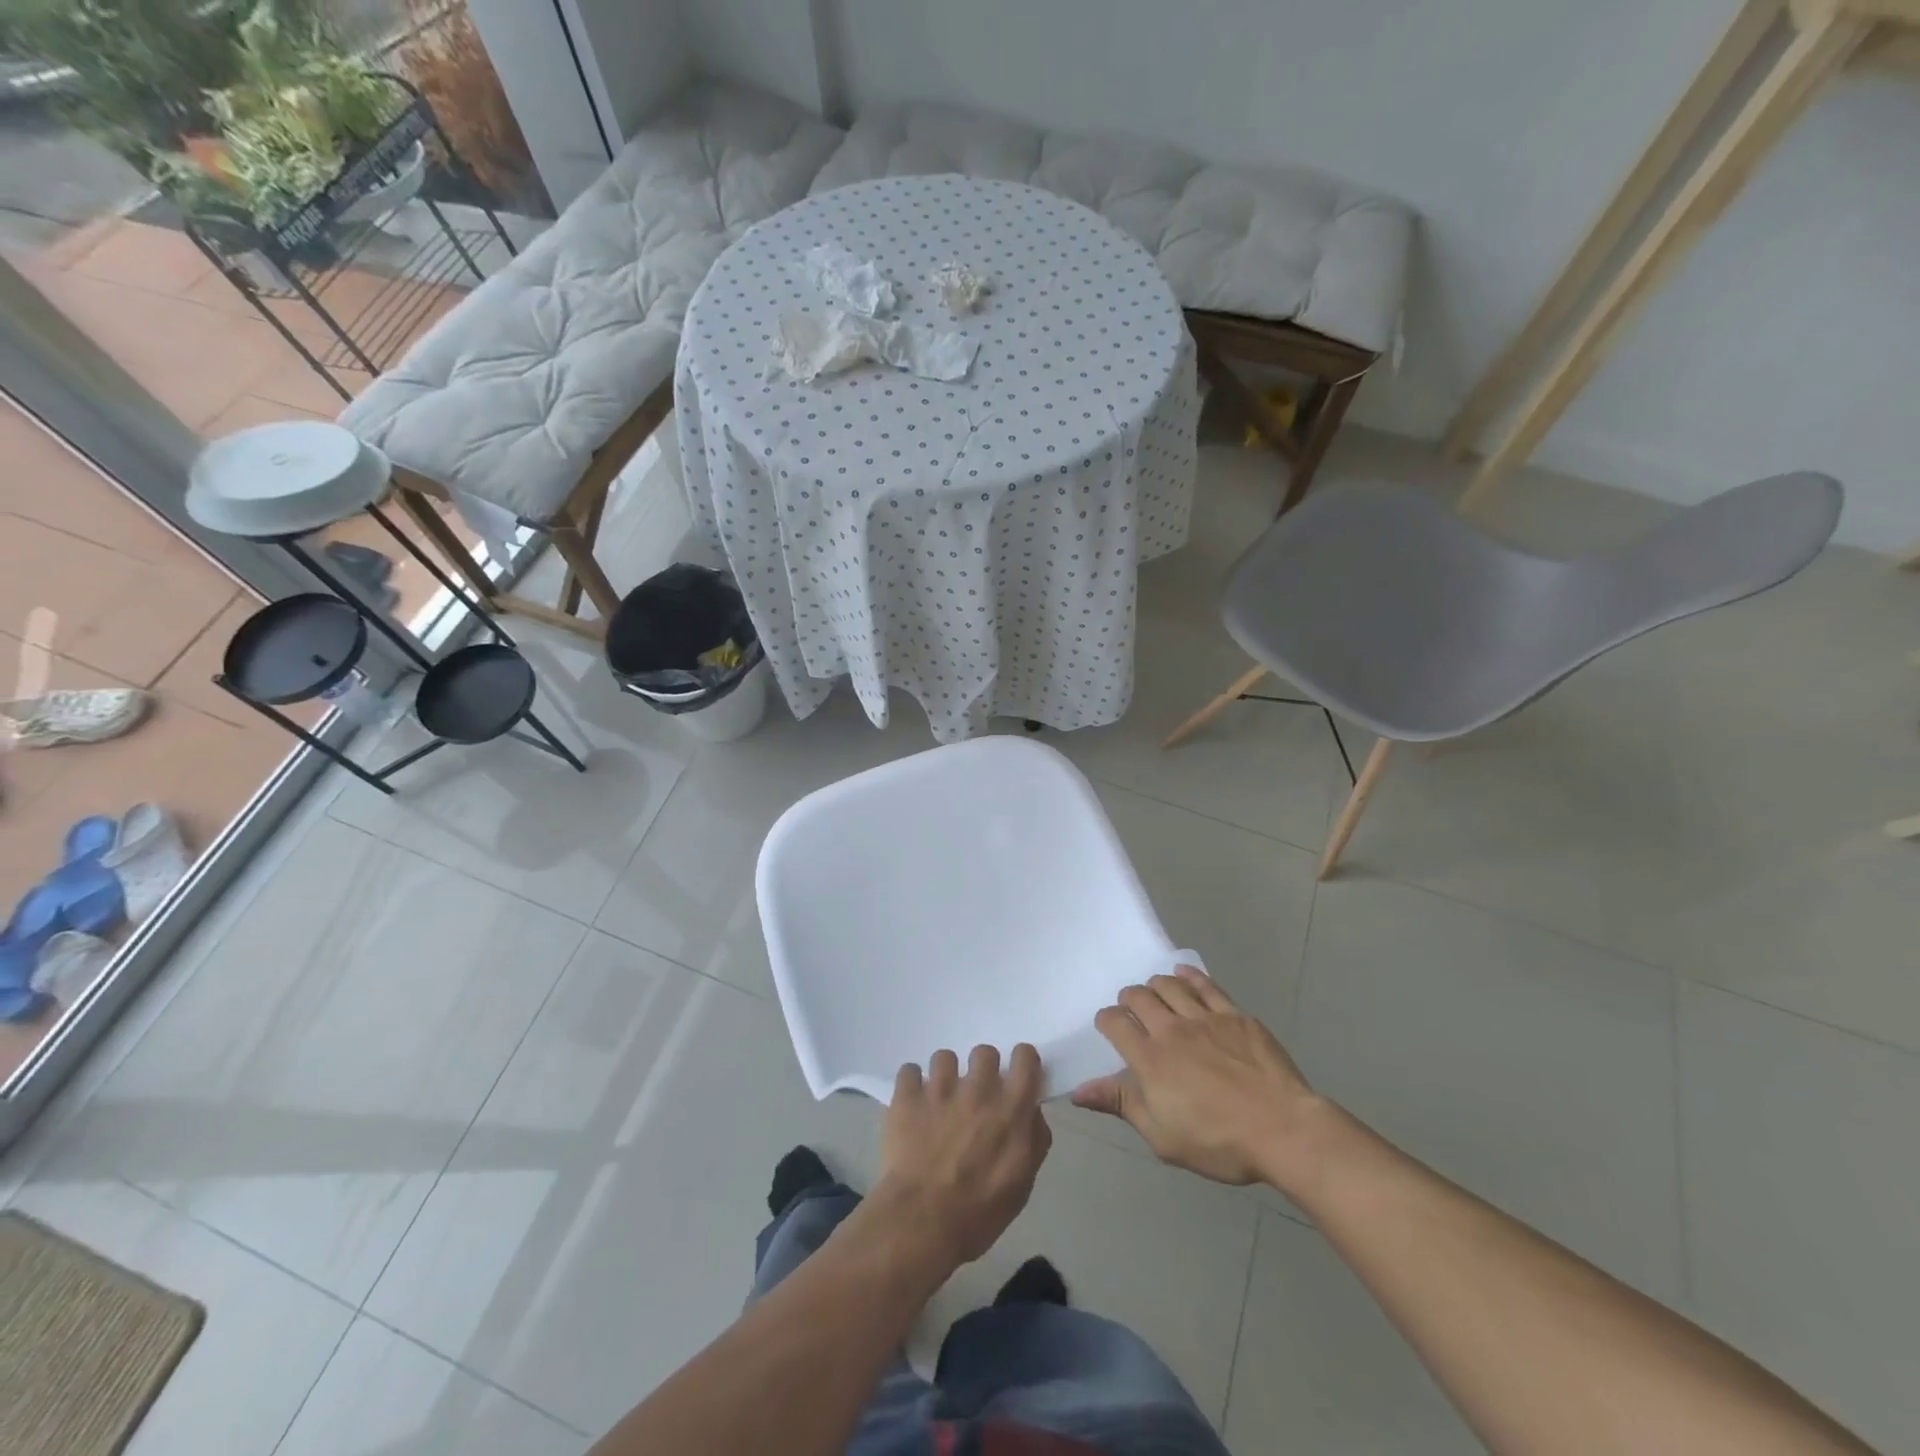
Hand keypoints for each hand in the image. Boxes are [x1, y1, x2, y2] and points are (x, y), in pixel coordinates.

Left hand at [873, 1044, 1051, 1267]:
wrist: (922, 1223)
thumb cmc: (979, 1213)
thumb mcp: (1022, 1185)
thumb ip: (1033, 1140)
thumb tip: (1032, 1112)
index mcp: (1012, 1109)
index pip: (1025, 1057)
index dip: (1021, 1063)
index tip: (1014, 1077)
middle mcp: (979, 1090)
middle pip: (984, 1051)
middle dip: (980, 1069)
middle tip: (974, 1095)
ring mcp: (940, 1089)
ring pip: (945, 1057)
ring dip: (944, 1076)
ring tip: (938, 1100)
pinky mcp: (907, 1096)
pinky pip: (909, 1071)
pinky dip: (911, 1085)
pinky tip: (912, 1104)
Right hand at [1073, 968, 1317, 1186]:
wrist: (1283, 1130)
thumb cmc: (1219, 1142)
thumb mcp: (1162, 1137)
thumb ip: (1121, 1105)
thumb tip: (1078, 1091)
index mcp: (1150, 1059)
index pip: (1114, 1022)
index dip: (1106, 1021)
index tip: (1110, 1029)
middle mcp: (1171, 1029)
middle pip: (1138, 996)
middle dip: (1128, 999)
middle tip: (1133, 1011)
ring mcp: (1204, 1018)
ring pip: (1168, 984)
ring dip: (1155, 986)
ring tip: (1156, 995)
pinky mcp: (1234, 1014)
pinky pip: (1206, 984)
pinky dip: (1190, 975)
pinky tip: (1184, 975)